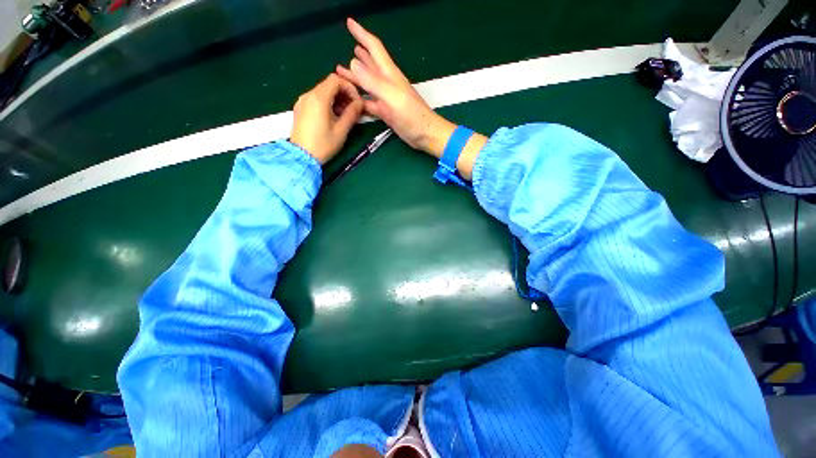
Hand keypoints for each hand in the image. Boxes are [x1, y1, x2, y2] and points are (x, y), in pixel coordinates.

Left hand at [290, 73, 363, 163]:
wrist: (301, 156)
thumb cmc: (323, 144)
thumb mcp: (341, 130)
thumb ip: (352, 114)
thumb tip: (360, 103)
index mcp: (319, 98)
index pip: (336, 79)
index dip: (349, 87)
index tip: (357, 102)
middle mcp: (308, 95)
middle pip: (329, 85)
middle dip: (344, 94)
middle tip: (353, 110)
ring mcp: (302, 101)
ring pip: (322, 92)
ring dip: (336, 100)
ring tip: (344, 116)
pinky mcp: (300, 108)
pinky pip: (316, 99)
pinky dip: (327, 104)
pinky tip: (332, 118)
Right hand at [336, 18, 456, 156]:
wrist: (425, 134)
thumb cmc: (413, 115)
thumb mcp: (393, 97)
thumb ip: (374, 82)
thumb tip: (352, 61)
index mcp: (389, 74)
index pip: (374, 48)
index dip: (362, 34)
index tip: (349, 22)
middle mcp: (387, 83)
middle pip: (370, 65)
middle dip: (358, 55)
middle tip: (345, 47)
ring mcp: (386, 98)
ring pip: (367, 84)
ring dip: (355, 77)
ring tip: (341, 70)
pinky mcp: (386, 112)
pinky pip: (369, 103)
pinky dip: (360, 99)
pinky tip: (352, 98)